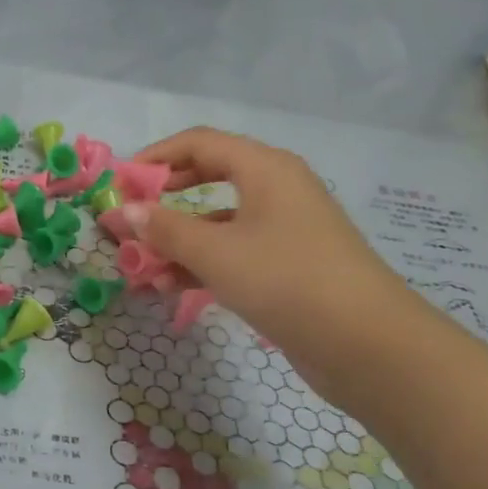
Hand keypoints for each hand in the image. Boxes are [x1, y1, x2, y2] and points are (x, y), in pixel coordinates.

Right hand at [130, 127, 418, 407]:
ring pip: (217, 221)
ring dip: (177, 240)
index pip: (198, 143)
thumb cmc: (286, 280)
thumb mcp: (216, 252)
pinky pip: (232, 251)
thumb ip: (164, 229)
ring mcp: (283, 229)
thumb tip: (124, 211)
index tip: (119, 185)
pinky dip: (201, 264)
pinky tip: (171, 287)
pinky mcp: (286, 265)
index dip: (155, 159)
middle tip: (126, 223)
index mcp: (264, 168)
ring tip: (140, 268)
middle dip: (162, 202)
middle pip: (206, 179)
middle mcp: (275, 189)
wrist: (368, 345)